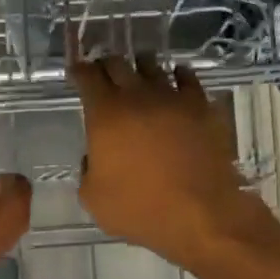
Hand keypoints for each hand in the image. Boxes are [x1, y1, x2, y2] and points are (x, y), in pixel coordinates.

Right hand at [69, 54, 269, 268]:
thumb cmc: (139, 208)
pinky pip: (188, 79)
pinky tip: (177, 78)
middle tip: (103, 72)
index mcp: (105, 115)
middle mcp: (138, 96)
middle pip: (118, 64)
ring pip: (153, 67)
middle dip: (107, 65)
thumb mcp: (93, 198)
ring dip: (141, 66)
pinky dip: (178, 75)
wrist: (200, 214)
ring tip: (138, 71)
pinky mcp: (202, 107)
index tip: (77, 71)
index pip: (87, 77)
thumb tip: (94, 157)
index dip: (79, 71)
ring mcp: (173, 98)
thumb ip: (87, 170)